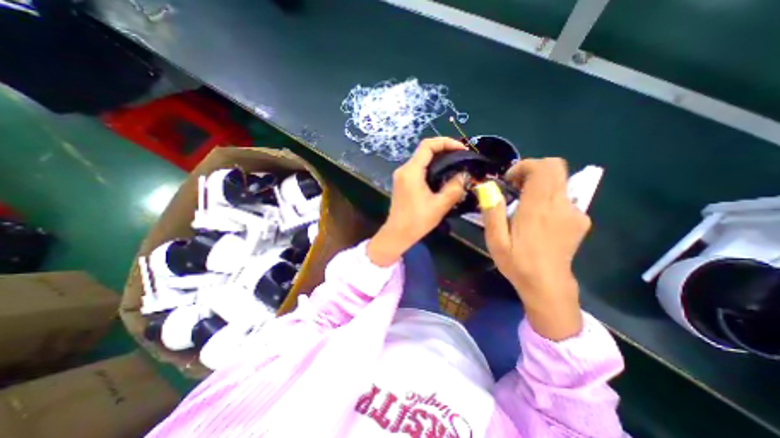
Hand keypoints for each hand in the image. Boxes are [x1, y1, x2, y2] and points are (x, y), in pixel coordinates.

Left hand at [367, 136, 465, 266]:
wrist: (397, 233)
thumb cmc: (417, 221)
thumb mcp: (439, 205)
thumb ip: (454, 188)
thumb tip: (463, 175)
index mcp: (411, 171)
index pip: (427, 146)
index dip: (446, 142)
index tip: (461, 149)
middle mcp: (404, 169)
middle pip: (424, 150)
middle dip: (444, 149)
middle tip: (461, 157)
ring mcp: (401, 175)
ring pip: (421, 159)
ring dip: (438, 158)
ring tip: (455, 164)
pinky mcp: (402, 182)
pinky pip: (418, 168)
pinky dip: (431, 167)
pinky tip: (442, 174)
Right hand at [479, 159, 588, 339]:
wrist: (548, 285)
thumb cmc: (517, 263)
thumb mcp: (495, 240)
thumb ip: (492, 212)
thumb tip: (487, 189)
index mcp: (538, 208)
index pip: (543, 168)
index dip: (525, 166)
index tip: (509, 180)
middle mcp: (560, 205)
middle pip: (555, 167)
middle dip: (533, 170)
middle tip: (516, 187)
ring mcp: (574, 212)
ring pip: (560, 181)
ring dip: (540, 184)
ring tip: (524, 204)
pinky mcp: (580, 221)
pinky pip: (564, 197)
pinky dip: (549, 197)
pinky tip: (539, 218)